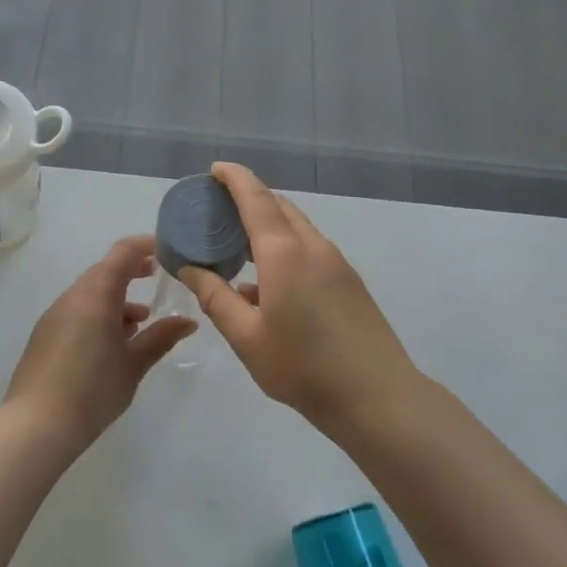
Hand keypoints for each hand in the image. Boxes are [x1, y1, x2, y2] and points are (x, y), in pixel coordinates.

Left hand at [5, 234, 195, 445]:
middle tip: (157, 278)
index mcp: (96, 294)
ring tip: (141, 322)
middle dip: (132, 272)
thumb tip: (188, 321)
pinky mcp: (45, 336)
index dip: (145, 245)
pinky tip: (113, 344)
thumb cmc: (93, 389)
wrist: (36, 425)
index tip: (166, 250)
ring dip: (116, 299)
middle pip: (104, 271)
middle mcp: (72, 297)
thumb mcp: (134, 364)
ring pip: (90, 294)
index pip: (122, 253)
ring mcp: (55, 316)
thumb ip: (161, 337)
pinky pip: (78, 312)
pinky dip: (99, 315)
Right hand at [177, 164, 416, 422]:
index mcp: (285, 254)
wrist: (377, 397)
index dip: (235, 179)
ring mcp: (336, 263)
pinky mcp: (349, 282)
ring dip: (268, 224)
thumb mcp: (246, 337)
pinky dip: (284, 247)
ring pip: (297, 228)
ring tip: (238, 243)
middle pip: (279, 207)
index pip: (256, 199)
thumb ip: (216, 298)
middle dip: (250, 198)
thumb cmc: (303, 367)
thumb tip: (190, 268)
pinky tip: (266, 284)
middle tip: (219, 209)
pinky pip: (309, 249)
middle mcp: (313, 247)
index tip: (215, 169)